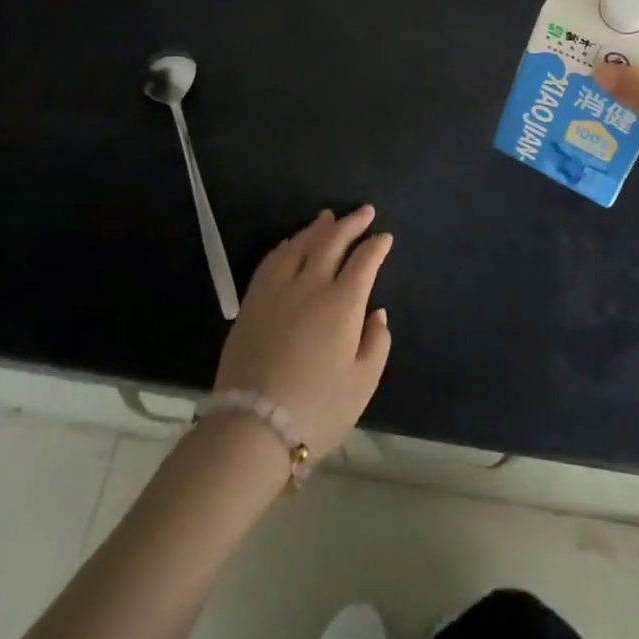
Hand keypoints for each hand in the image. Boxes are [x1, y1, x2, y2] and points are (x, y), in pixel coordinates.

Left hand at [214, 206, 392, 457]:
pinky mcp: (252, 302)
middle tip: (364, 211)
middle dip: (351, 223)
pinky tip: (291, 243)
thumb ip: (376, 343)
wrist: (252, 427)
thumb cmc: (317, 408)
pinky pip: (271, 261)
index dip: (377, 245)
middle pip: (332, 241)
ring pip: (299, 244)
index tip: (385, 237)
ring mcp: (277, 290)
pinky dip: (286, 245)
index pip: (364, 261)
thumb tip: (376, 313)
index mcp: (342, 302)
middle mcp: (310, 285)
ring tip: (328, 217)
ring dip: (317, 228)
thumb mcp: (362, 384)